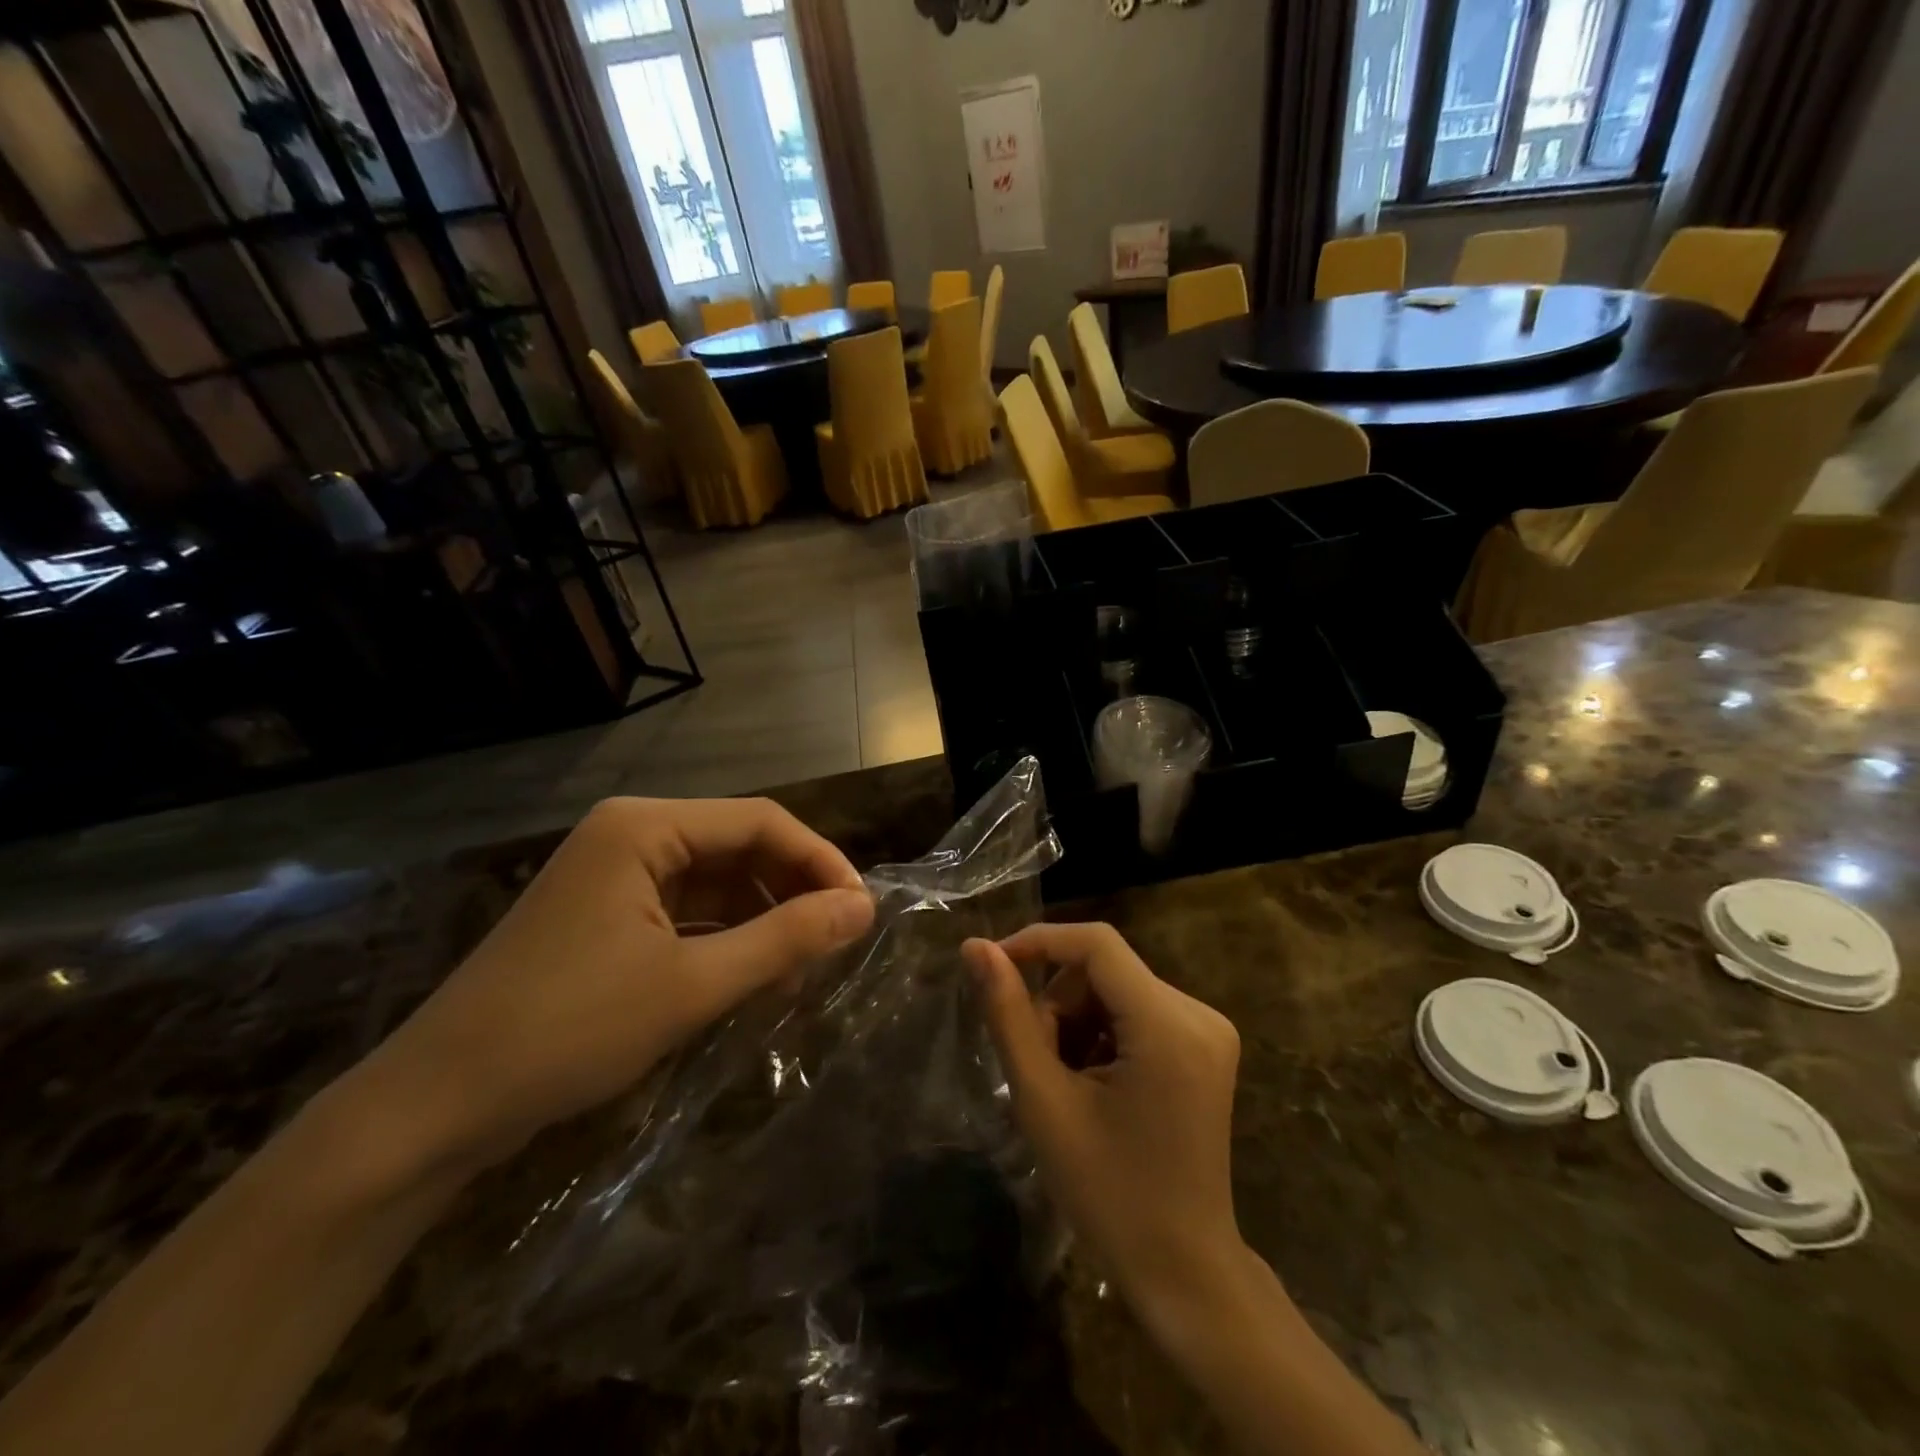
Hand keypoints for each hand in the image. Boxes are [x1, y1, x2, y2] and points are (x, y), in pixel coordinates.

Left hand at [363, 797, 874, 1171]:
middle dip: (792, 890)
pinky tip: (753, 973)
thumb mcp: (692, 985)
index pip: (760, 821)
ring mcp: (614, 874)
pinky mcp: (606, 914)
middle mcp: (630, 834)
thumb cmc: (568, 1031)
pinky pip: (687, 909)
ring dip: (763, 917)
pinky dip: (726, 936)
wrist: (435, 1107)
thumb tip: (863, 908)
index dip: (819, 861)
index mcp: (644, 827)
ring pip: (716, 879)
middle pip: (738, 845)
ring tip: (801, 966)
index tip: (861, 911)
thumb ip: (784, 939)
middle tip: (836, 941)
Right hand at [962, 923, 1244, 1329]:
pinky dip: (1102, 1033)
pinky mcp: (1206, 1046)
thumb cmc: (1108, 1194)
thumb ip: (1008, 1015)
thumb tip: (976, 947)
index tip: (992, 967)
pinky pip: (1137, 1010)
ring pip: (1116, 988)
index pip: (1096, 943)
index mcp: (1168, 1024)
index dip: (1038, 941)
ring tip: (1066, 1083)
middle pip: (1104, 969)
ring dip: (1076, 1021)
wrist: (1183, 1271)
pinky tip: (1096, 1085)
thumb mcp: (1044, 1101)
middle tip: (1037, 1063)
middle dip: (1057, 1003)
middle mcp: (1198, 1012)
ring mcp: (1208, 1029)